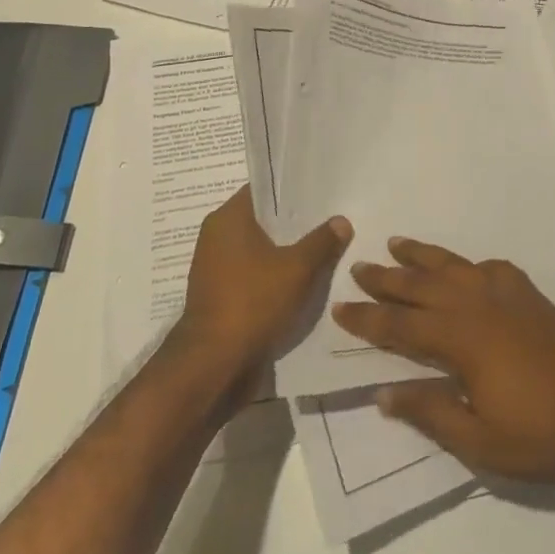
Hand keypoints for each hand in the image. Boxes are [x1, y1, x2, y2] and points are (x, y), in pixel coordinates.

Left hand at [176, 186, 351, 385]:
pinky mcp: (223, 295)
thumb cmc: (252, 302)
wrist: (214, 364)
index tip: (323, 190)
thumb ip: (322, 241)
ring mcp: (217, 268)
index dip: (293, 188)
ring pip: (261, 249)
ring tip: (326, 249)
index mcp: (228, 218)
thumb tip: (341, 220)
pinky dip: (277, 275)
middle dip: (296, 222)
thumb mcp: (297, 268)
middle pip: (264, 220)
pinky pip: (256, 274)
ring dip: (288, 252)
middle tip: (333, 218)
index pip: (264, 189)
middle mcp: (217, 236)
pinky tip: (306, 280)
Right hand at [332, 238, 554, 483]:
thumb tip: (384, 392)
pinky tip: (464, 268)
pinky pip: (489, 267)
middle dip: (388, 277)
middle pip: (423, 285)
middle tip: (359, 266)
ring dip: (423, 256)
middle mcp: (479, 305)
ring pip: (454, 266)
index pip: (402, 324)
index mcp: (462, 339)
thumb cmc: (540, 435)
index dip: (369, 317)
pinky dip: (468, 264)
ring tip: (397, 243)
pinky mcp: (530, 295)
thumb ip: (430, 411)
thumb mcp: (478, 440)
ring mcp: (508, 295)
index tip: (340, 306)